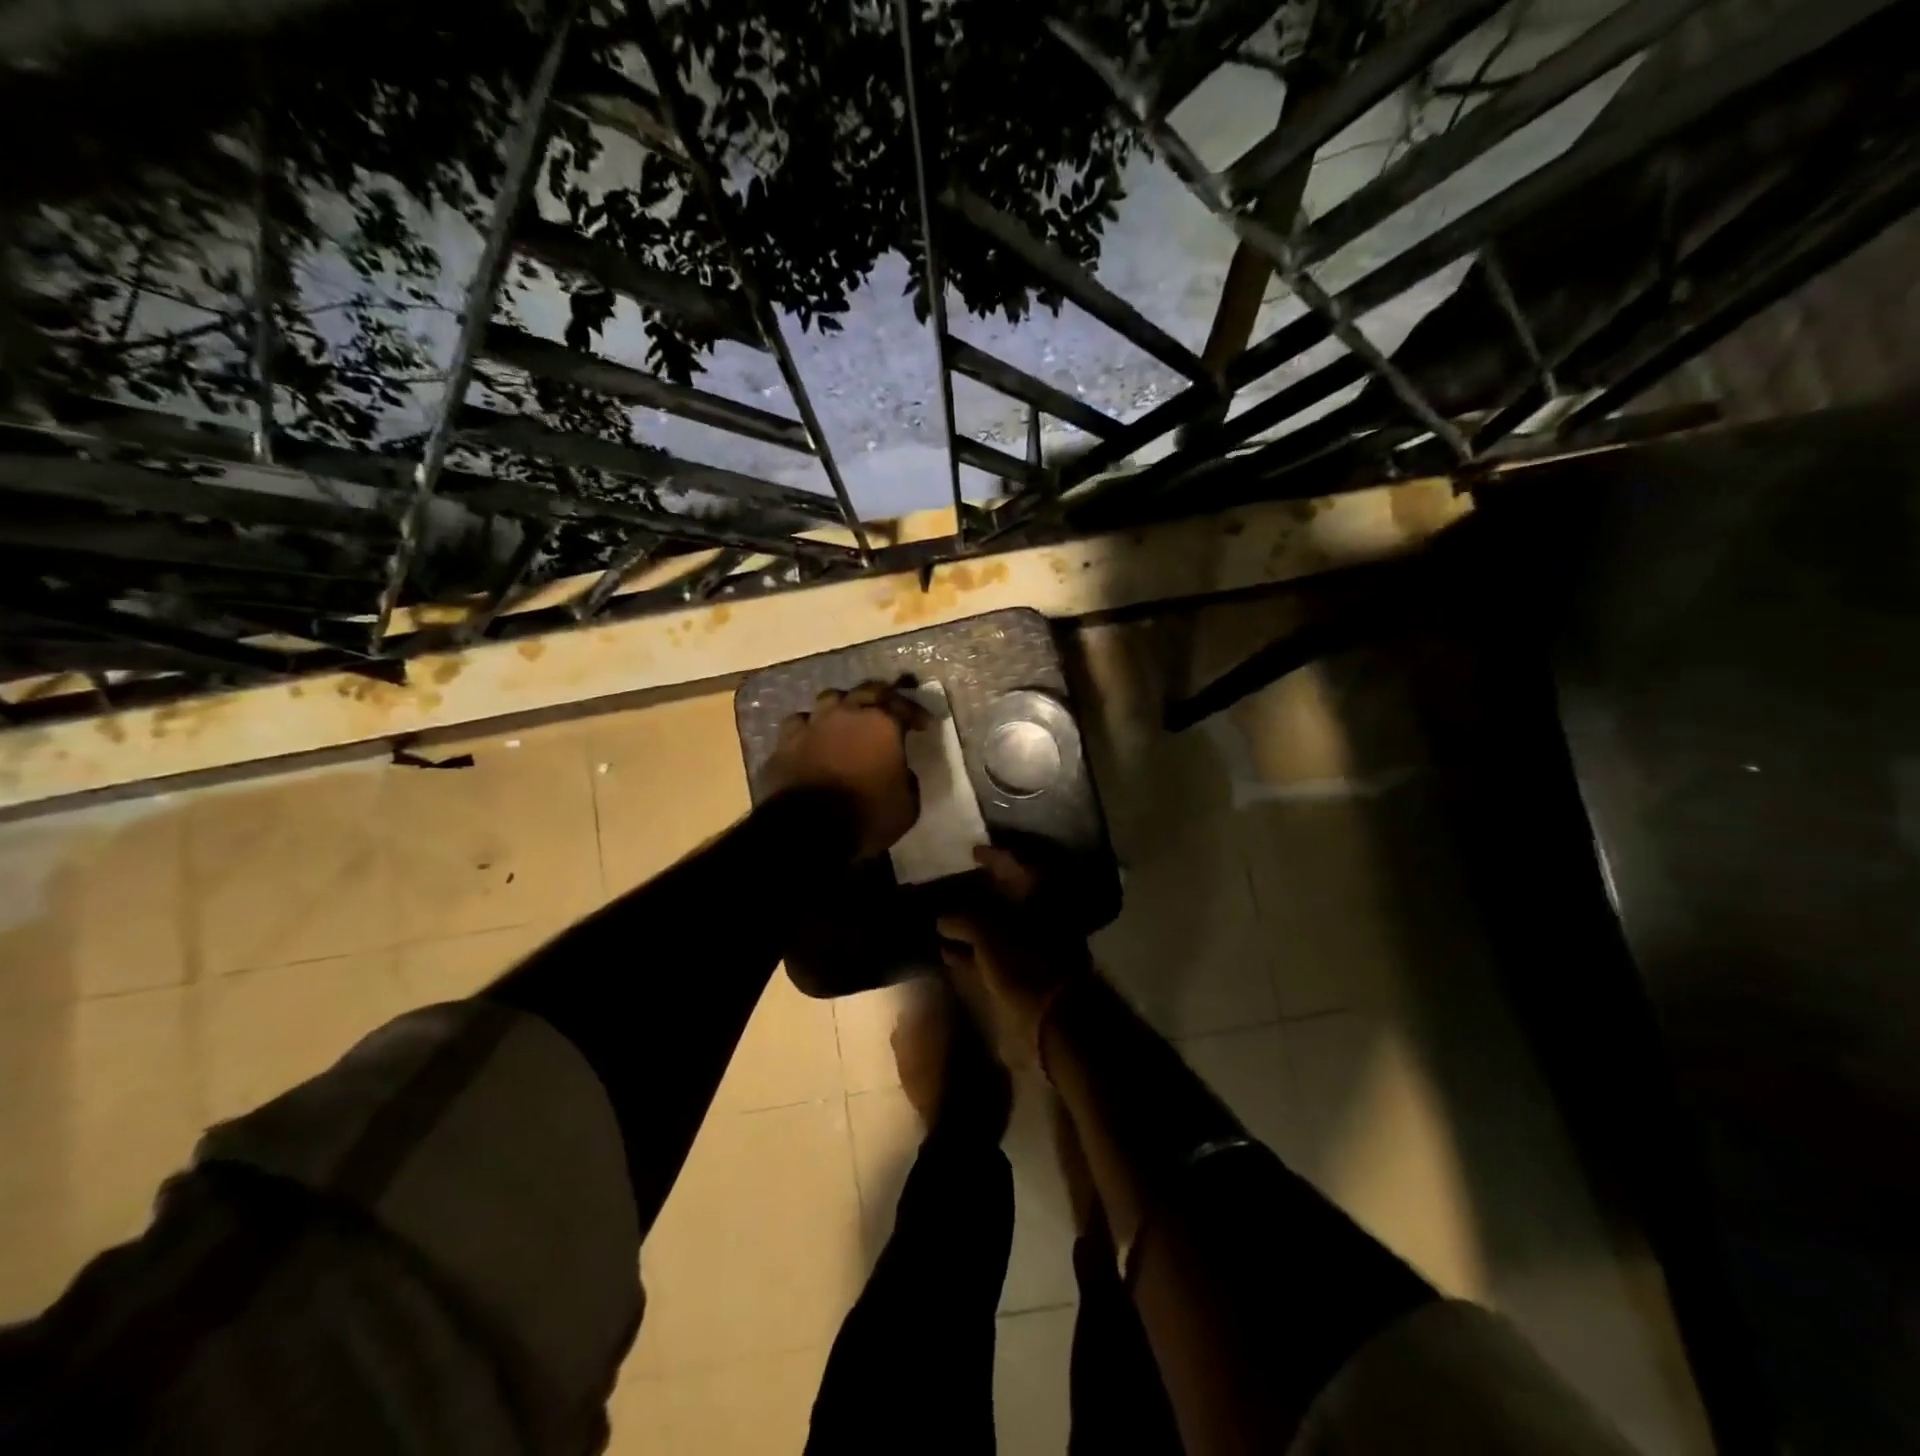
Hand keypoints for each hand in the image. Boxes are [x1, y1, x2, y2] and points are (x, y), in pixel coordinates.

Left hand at [761, 680, 930, 858]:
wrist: (808, 829)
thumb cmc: (867, 815)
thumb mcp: (907, 805)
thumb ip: (907, 780)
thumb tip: (900, 772)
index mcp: (882, 724)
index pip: (904, 706)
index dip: (916, 713)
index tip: (924, 724)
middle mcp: (846, 714)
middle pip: (866, 691)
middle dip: (882, 697)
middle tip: (888, 708)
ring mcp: (812, 724)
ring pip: (829, 699)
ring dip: (842, 706)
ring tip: (847, 718)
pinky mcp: (785, 742)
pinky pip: (799, 724)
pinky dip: (810, 729)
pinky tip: (812, 738)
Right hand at [937, 846, 1091, 1069]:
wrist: (1056, 1015)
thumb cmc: (1024, 960)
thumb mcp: (986, 932)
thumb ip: (961, 919)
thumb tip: (941, 918)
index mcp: (1038, 891)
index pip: (1014, 861)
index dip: (992, 854)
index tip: (972, 850)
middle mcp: (1039, 911)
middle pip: (1007, 893)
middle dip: (981, 890)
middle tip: (954, 884)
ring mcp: (1035, 942)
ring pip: (1000, 924)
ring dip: (973, 923)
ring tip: (942, 921)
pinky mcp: (1027, 971)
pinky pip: (996, 952)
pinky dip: (974, 950)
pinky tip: (948, 953)